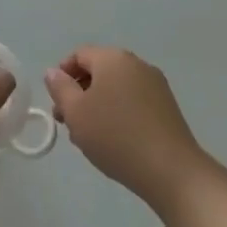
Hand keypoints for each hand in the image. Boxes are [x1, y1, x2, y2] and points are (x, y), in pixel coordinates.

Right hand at [43, 46, 208, 210]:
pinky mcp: (167, 107)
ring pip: (116, 88)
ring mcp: (155, 85)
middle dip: (79, 93)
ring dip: (98, 105)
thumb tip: (54, 72)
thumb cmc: (116, 136)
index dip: (62, 75)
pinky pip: (133, 101)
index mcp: (112, 58)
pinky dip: (119, 113)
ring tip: (89, 136)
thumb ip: (60, 88)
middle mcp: (136, 64)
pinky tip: (115, 140)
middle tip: (68, 122)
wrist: (172, 172)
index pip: (79, 55)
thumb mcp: (76, 112)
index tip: (56, 103)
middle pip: (98, 71)